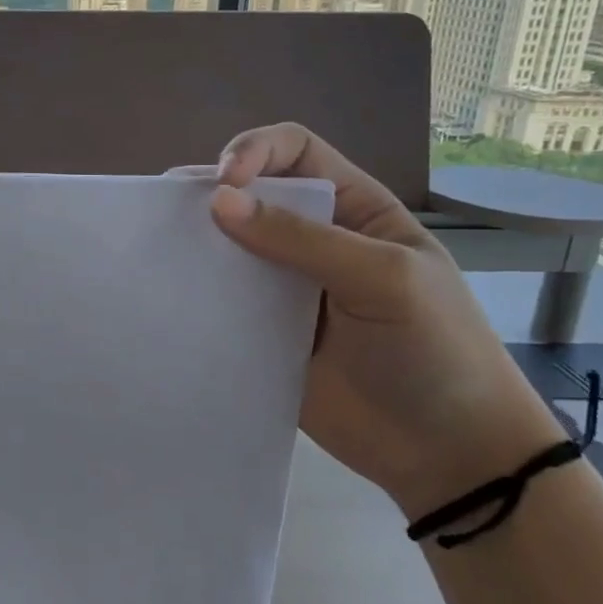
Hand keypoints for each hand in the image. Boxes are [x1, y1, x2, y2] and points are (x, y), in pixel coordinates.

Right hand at [206, 123, 566, 517]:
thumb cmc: (435, 349)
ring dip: (195, 244)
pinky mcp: (261, 335)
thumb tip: (218, 201)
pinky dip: (195, 296)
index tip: (225, 182)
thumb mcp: (383, 278)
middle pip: (251, 196)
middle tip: (168, 213)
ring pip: (227, 249)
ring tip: (156, 249)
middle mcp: (312, 240)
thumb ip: (302, 239)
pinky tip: (170, 297)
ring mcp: (283, 290)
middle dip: (209, 194)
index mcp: (352, 210)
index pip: (295, 152)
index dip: (255, 151)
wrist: (446, 452)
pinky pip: (221, 304)